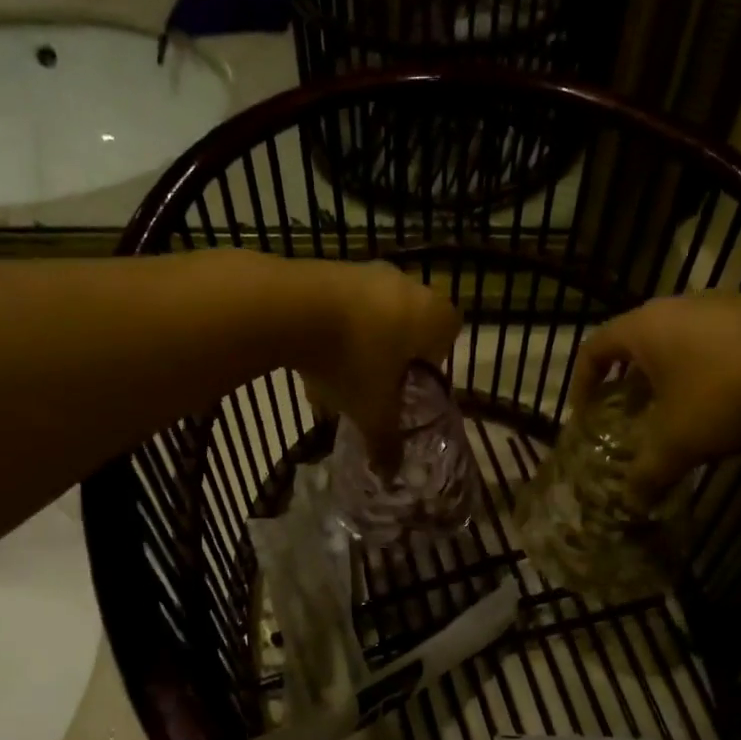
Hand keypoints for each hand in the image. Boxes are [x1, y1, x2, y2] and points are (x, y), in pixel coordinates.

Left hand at [297, 261, 460, 468]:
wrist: (292, 308)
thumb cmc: (353, 360)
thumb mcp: (373, 411)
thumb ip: (386, 442)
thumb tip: (390, 473)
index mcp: (433, 314)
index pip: (449, 333)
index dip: (432, 361)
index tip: (409, 384)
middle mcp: (408, 285)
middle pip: (407, 325)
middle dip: (390, 357)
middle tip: (372, 385)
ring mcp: (367, 271)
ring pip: (371, 316)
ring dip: (358, 345)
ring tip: (332, 380)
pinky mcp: (331, 267)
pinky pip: (340, 306)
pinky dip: (331, 330)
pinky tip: (309, 359)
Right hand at [576, 296, 740, 504]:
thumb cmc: (728, 393)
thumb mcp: (679, 442)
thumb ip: (648, 473)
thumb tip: (631, 504)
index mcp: (645, 327)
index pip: (594, 348)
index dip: (582, 382)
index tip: (586, 414)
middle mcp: (678, 306)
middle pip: (637, 343)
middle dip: (628, 382)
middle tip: (630, 417)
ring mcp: (723, 305)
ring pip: (678, 342)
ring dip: (669, 377)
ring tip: (677, 413)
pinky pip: (716, 343)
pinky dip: (706, 371)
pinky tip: (725, 402)